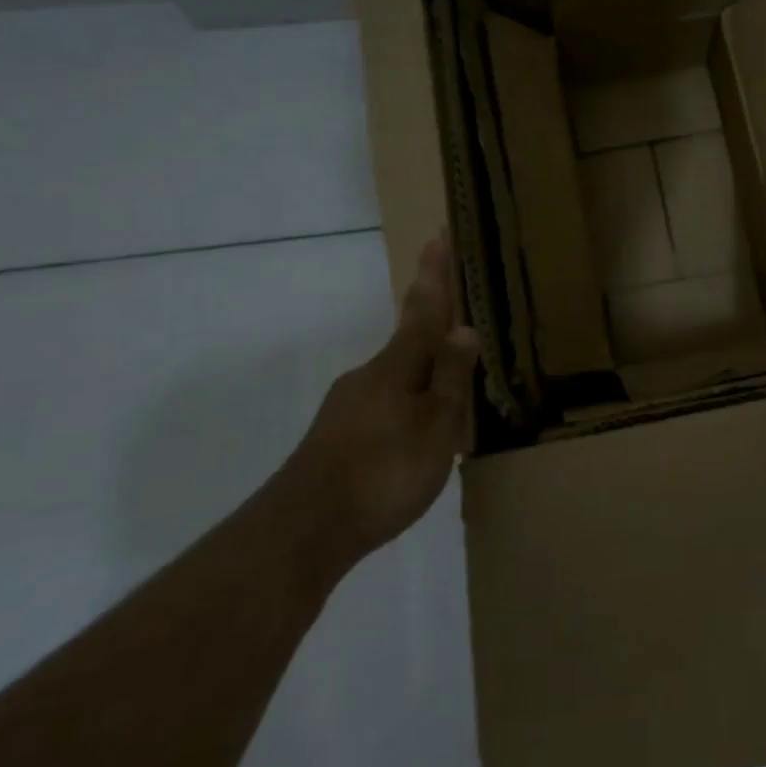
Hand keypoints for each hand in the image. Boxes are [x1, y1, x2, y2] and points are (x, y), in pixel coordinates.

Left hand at [287, 229, 479, 558]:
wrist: (302, 531)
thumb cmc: (384, 471)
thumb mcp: (435, 426)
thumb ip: (449, 378)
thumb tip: (463, 327)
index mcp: (398, 366)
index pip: (424, 308)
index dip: (434, 273)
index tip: (438, 235)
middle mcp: (369, 376)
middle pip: (411, 344)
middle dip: (435, 335)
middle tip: (462, 338)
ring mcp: (347, 406)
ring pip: (397, 380)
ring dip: (423, 381)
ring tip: (450, 408)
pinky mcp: (336, 436)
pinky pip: (383, 408)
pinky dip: (406, 410)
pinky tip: (413, 442)